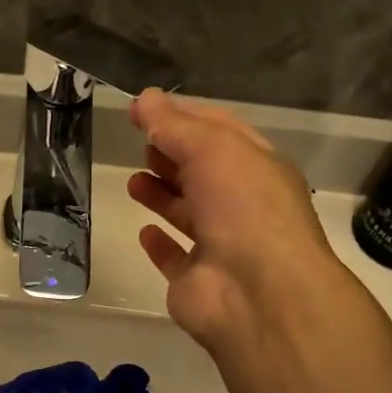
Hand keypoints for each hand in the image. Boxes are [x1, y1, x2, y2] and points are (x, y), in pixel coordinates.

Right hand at [127, 88, 356, 347]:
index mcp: (258, 169)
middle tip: (140, 144)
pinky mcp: (196, 281)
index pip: (221, 132)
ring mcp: (221, 246)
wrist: (256, 293)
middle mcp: (243, 205)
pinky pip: (176, 258)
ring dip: (163, 195)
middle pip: (204, 173)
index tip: (146, 108)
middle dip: (173, 156)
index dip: (185, 116)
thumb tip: (144, 98)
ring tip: (134, 180)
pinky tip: (144, 232)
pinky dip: (161, 245)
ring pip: (188, 214)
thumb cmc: (243, 208)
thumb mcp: (212, 150)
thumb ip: (174, 126)